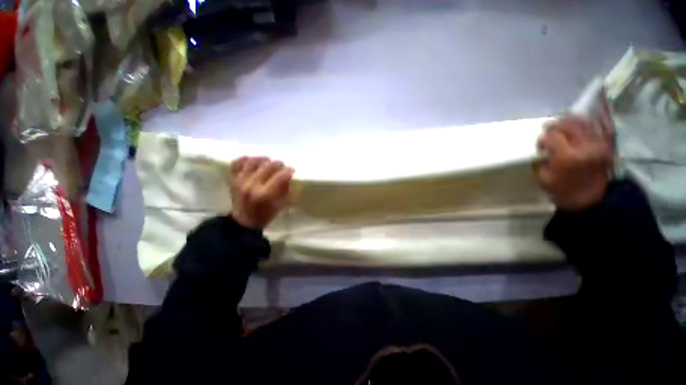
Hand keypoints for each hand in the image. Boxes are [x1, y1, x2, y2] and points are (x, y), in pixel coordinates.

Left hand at [228, 157, 293, 228]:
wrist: (243, 222)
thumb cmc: (265, 215)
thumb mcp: (280, 205)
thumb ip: (285, 189)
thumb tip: (289, 176)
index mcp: (264, 194)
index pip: (280, 176)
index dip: (289, 171)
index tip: (293, 170)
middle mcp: (251, 185)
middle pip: (268, 166)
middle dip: (279, 165)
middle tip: (283, 167)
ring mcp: (240, 180)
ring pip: (254, 161)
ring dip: (265, 160)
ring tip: (269, 163)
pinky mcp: (232, 179)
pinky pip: (237, 163)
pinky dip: (246, 159)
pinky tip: (254, 161)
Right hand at [535, 108, 613, 210]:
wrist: (591, 200)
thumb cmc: (563, 191)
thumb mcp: (543, 178)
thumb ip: (541, 159)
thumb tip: (543, 147)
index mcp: (567, 157)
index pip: (552, 136)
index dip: (544, 137)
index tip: (541, 143)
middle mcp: (585, 146)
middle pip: (569, 125)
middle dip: (556, 124)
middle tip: (550, 127)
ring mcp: (599, 144)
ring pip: (585, 122)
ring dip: (572, 118)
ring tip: (564, 119)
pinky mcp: (607, 145)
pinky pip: (604, 125)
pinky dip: (599, 116)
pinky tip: (594, 108)